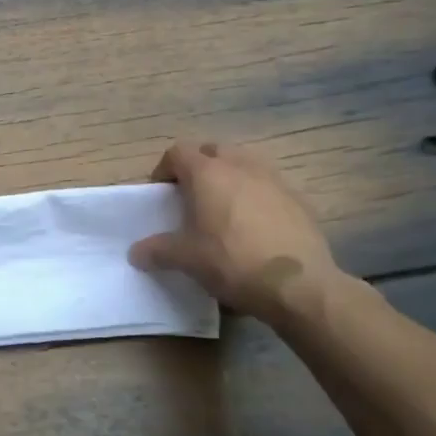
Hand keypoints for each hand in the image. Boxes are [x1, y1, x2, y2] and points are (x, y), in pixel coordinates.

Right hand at [129, 141, 345, 328]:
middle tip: (192, 195)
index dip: (165, 168)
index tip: (161, 193)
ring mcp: (273, 180)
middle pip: (213, 150)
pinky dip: (256, 196)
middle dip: (199, 166)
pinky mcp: (298, 199)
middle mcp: (240, 166)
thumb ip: (158, 250)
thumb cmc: (232, 262)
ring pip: (244, 164)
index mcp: (208, 173)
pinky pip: (269, 186)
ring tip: (224, 208)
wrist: (299, 285)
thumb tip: (136, 252)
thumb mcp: (187, 259)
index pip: (178, 152)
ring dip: (230, 177)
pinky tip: (255, 226)